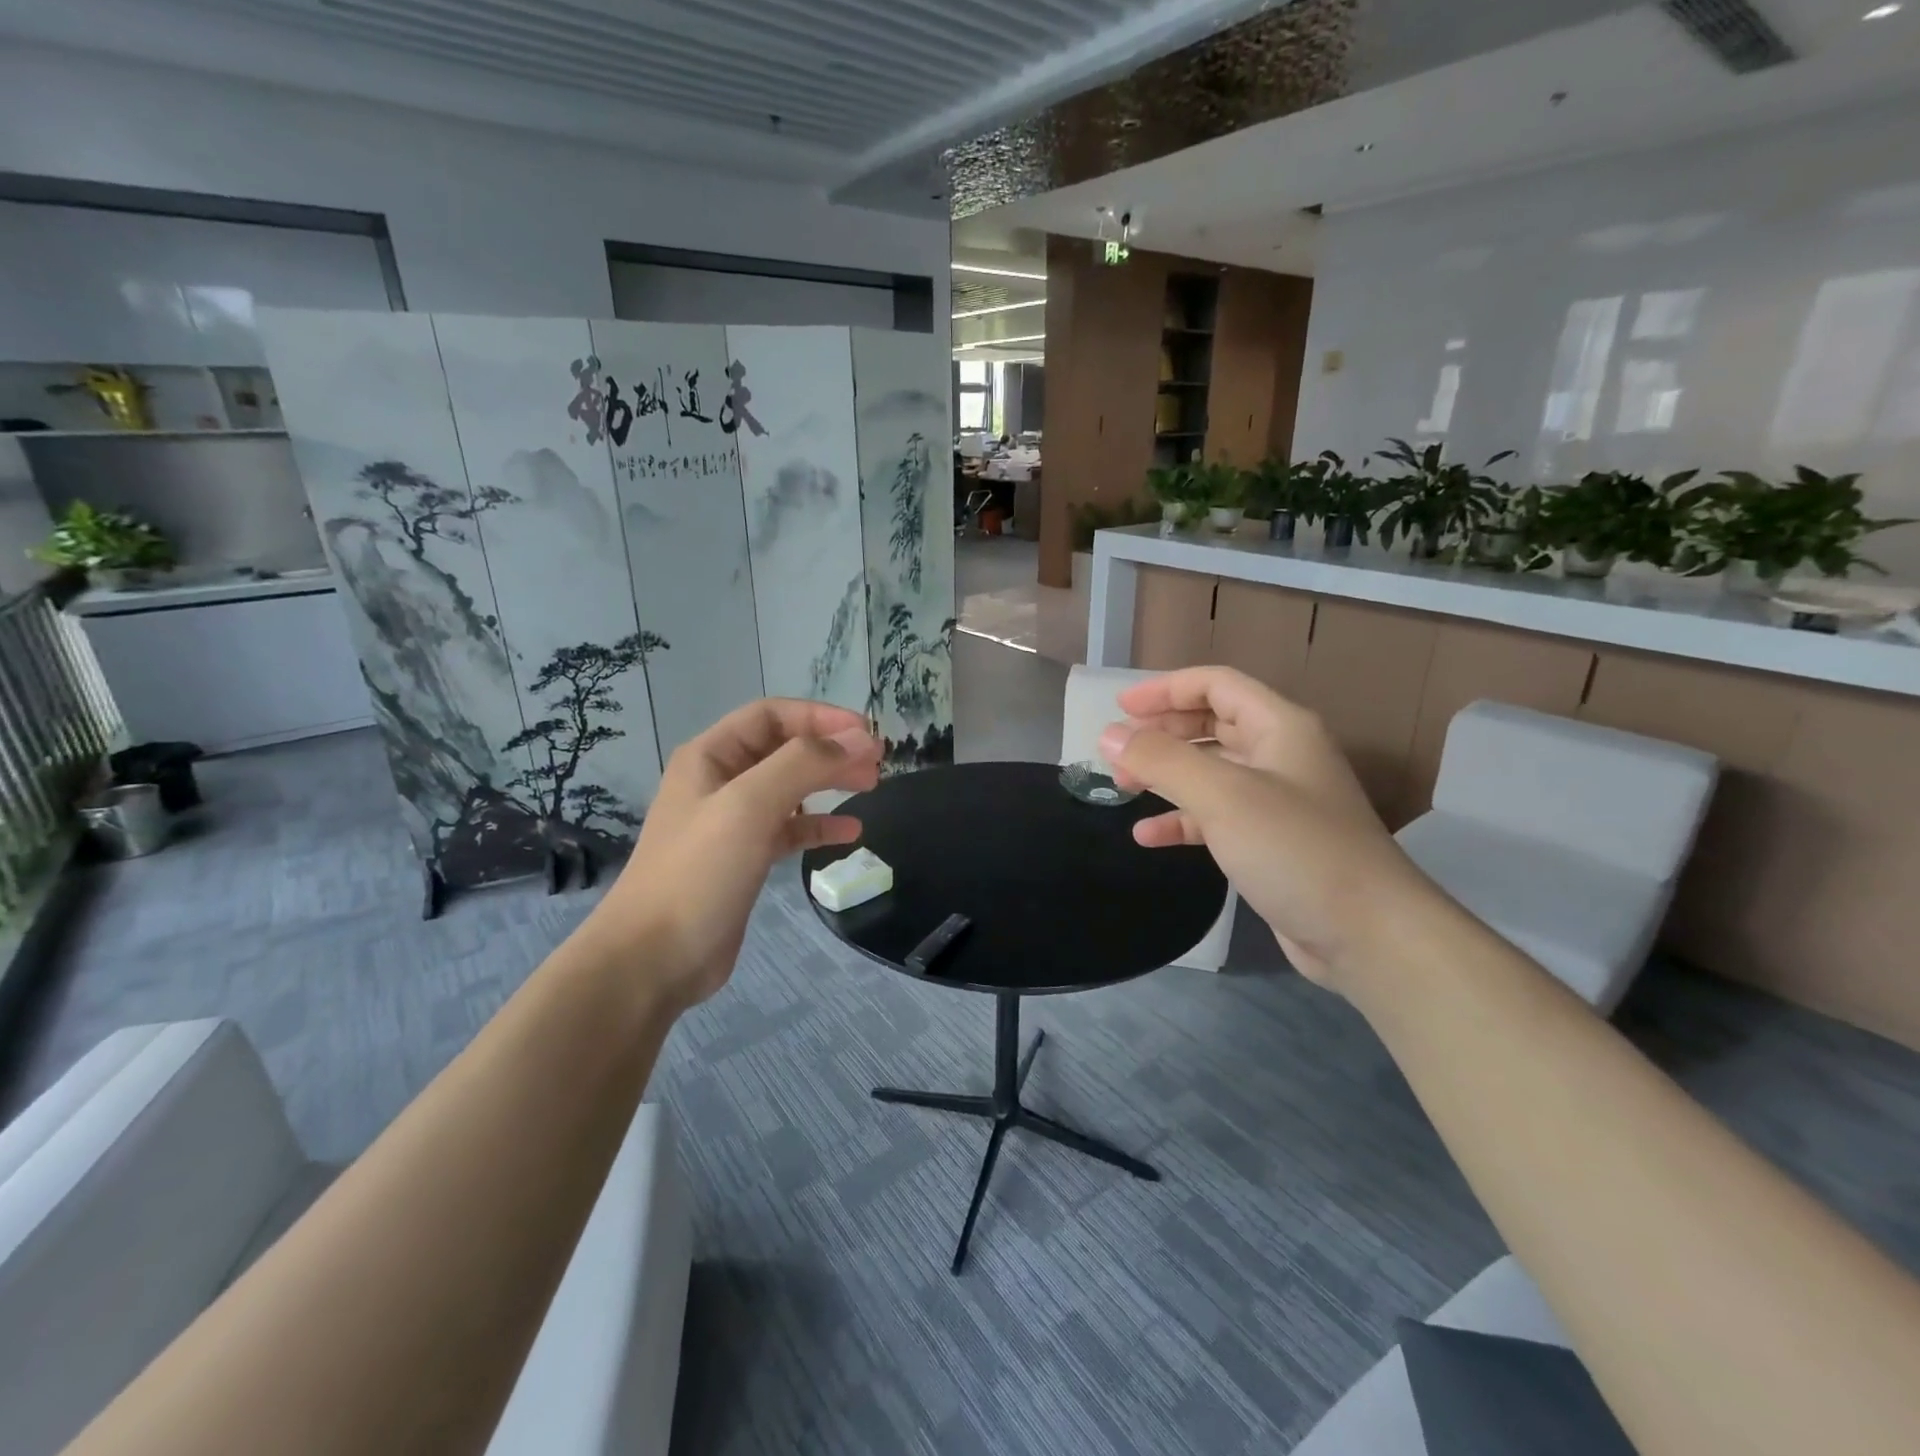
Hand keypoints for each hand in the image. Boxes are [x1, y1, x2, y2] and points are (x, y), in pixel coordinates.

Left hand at [574, 699, 882, 1010]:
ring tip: (871, 786)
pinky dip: (820, 825)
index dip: (821, 717)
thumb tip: (859, 740)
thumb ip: (804, 764)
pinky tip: (850, 832)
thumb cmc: (699, 871)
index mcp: (711, 756)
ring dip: (830, 783)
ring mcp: (733, 821)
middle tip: (877, 763)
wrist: (655, 958)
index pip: (772, 715)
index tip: (867, 732)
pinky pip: (790, 829)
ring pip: (791, 788)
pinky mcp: (745, 858)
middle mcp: (721, 780)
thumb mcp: (750, 806)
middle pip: (785, 749)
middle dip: (831, 750)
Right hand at [1099, 666, 1442, 988]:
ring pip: (1210, 771)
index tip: (1120, 710)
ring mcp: (1277, 800)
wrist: (1368, 934)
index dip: (1166, 689)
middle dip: (1162, 733)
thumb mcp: (1222, 796)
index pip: (1216, 684)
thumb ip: (1162, 760)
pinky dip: (1181, 819)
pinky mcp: (1270, 842)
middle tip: (1118, 752)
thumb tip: (1109, 736)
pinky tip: (1149, 836)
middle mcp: (1280, 754)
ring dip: (1167, 775)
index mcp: (1280, 726)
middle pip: (1212, 724)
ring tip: (1123, 788)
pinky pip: (1216, 816)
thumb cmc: (1295, 849)